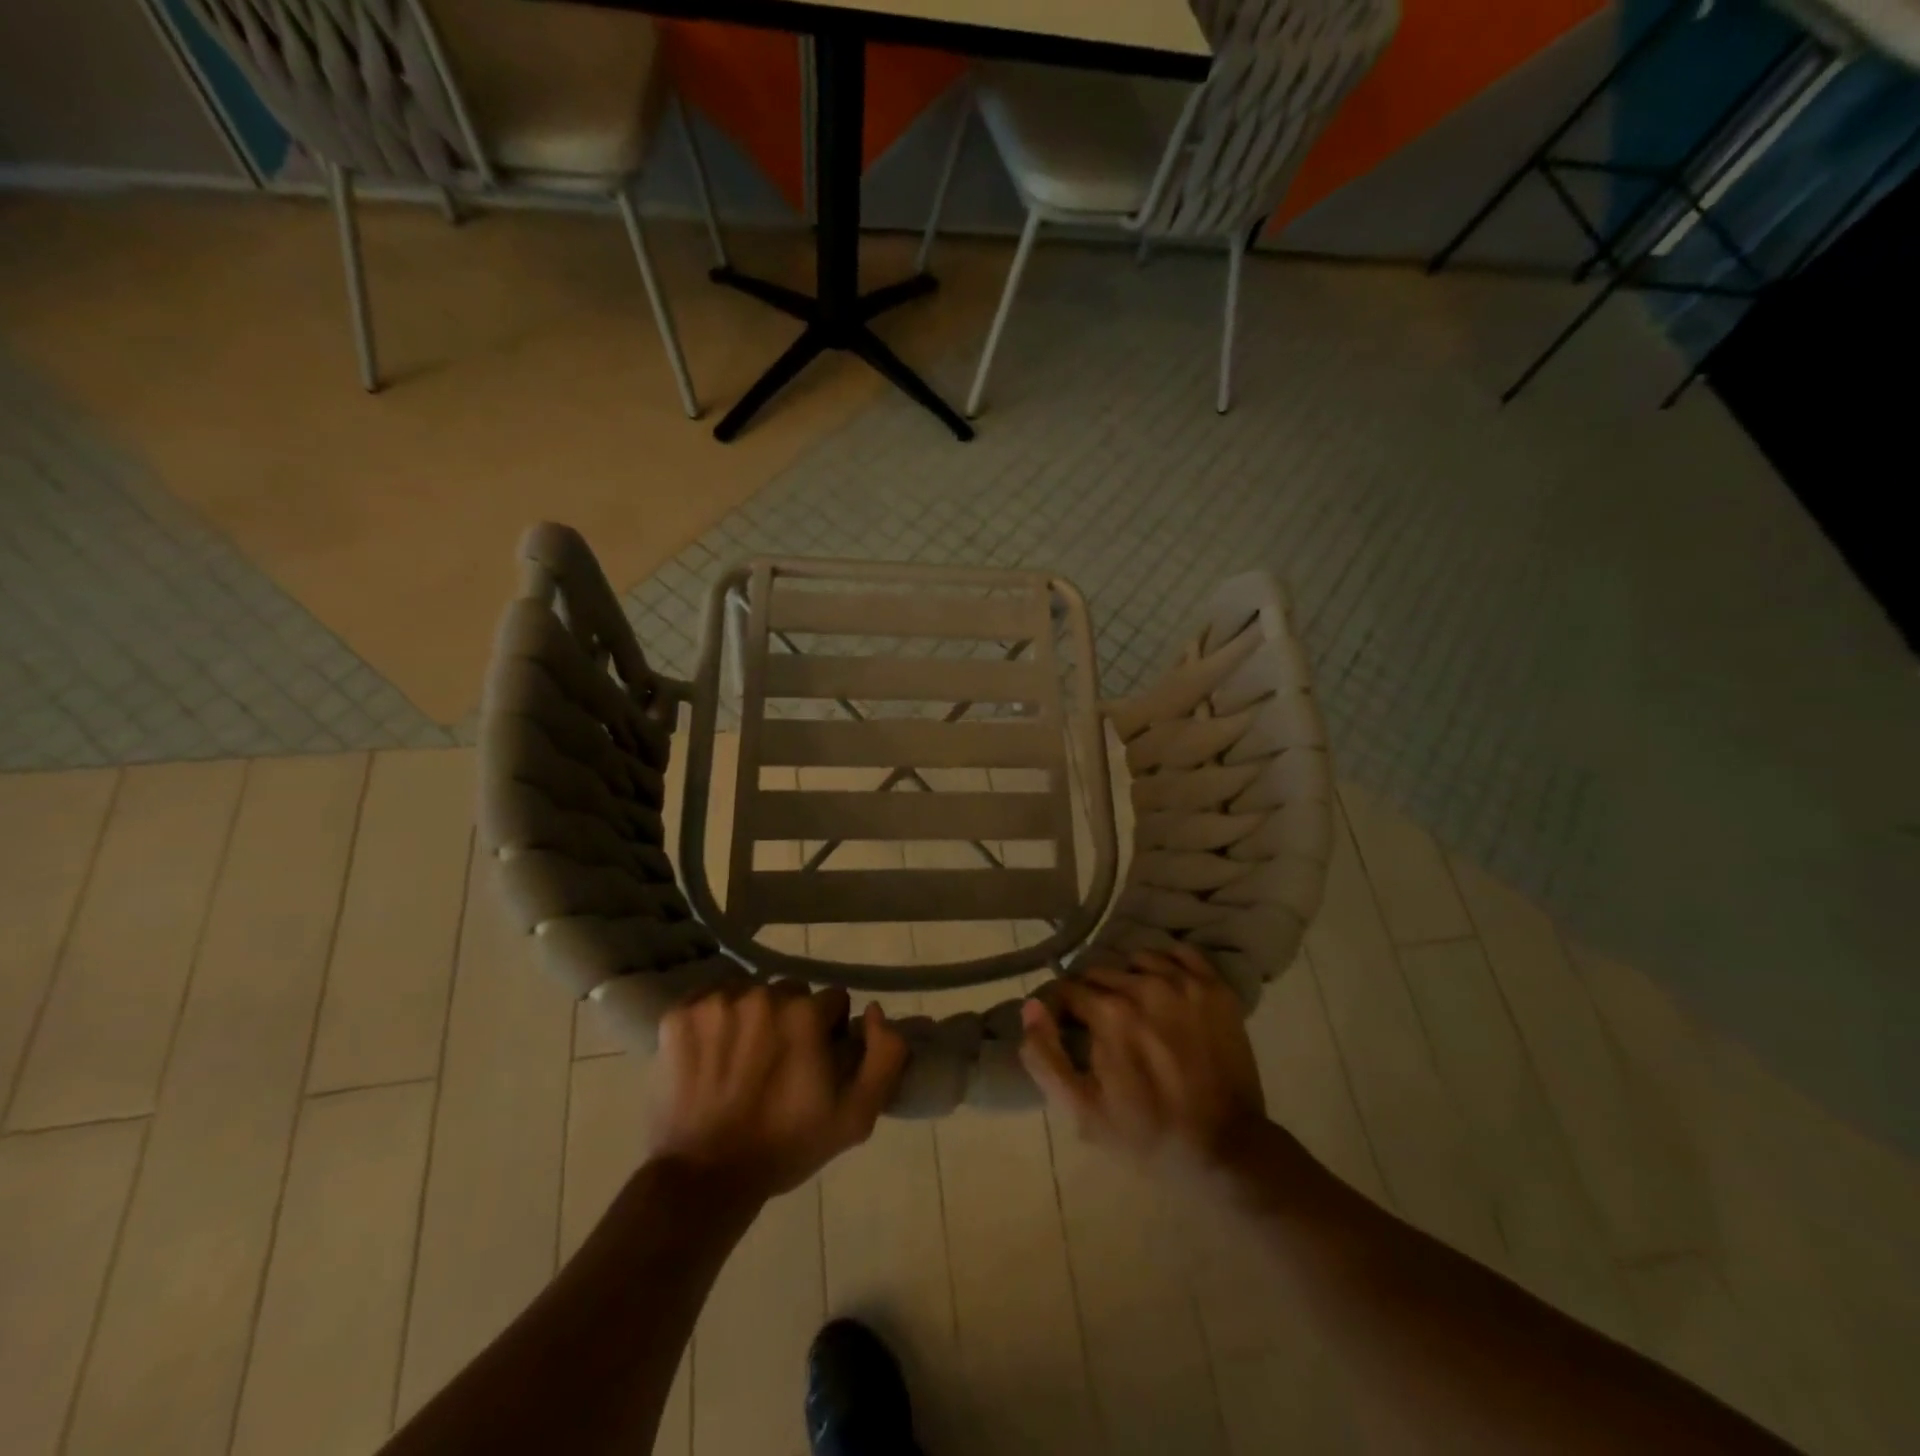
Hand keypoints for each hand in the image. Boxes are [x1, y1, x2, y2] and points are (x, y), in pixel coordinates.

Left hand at [650, 983, 906, 1202]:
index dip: (828, 1032)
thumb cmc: (784, 1146)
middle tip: (778, 1062)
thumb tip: (874, 1011)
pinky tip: (711, 1052)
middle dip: (791, 1019)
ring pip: (749, 991)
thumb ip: (885, 1055)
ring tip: (741, 1059)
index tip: (815, 1062)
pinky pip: (708, 998)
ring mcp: (716, 1002)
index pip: (832, 1001)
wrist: (703, 1179)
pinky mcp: (679, 1014)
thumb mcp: (856, 1115)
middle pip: (789, 992)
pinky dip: (713, 1018)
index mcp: (805, 1014)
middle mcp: (762, 995)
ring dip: (752, 1016)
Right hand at [1019, 947, 1266, 1173]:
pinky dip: (1165, 963)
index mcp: (1110, 1013)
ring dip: (1128, 978)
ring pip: (1137, 960)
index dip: (1062, 1009)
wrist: (1227, 1151)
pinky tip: (1163, 987)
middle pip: (1100, 972)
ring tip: (1134, 1009)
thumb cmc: (1148, 1134)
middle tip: (1102, 1028)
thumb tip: (1032, 1006)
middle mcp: (1145, 986)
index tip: (1069, 1030)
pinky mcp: (1216, 988)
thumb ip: (1045, 1056)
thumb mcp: (1082, 1110)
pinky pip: (1180, 953)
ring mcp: (1185, 983)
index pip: (1068, 989)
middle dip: (1093, 995)